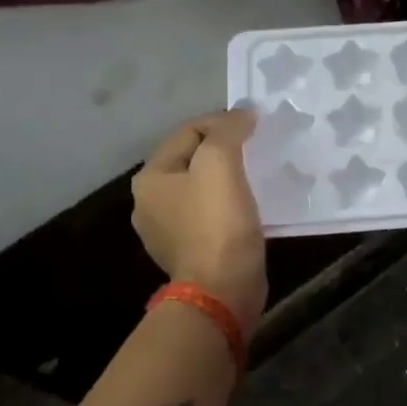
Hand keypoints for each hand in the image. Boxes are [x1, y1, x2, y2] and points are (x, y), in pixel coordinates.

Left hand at [131, 110, 267, 332]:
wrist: (222, 290)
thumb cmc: (218, 224)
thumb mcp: (221, 165)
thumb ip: (228, 132)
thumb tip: (241, 115)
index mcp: (150, 178)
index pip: (187, 132)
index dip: (221, 122)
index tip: (255, 125)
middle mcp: (150, 203)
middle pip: (191, 160)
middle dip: (223, 151)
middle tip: (256, 149)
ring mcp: (168, 232)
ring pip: (201, 190)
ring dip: (226, 180)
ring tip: (255, 177)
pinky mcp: (190, 253)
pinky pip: (210, 217)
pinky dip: (227, 206)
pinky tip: (247, 209)